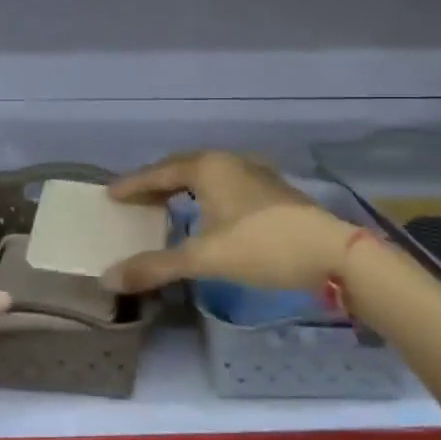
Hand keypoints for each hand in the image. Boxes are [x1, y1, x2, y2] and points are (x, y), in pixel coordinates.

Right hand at [104, 151, 353, 293]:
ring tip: (164, 206)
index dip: (134, 185)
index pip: (159, 172)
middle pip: (182, 168)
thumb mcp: (204, 258)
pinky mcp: (272, 190)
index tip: (111, 195)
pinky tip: (206, 214)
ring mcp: (254, 173)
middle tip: (134, 200)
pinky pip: (224, 184)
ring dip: (182, 188)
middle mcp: (229, 161)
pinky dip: (204, 195)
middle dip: (156, 183)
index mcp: (208, 167)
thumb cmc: (262, 246)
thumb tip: (108, 278)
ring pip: (206, 175)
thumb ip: (156, 266)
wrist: (332, 253)